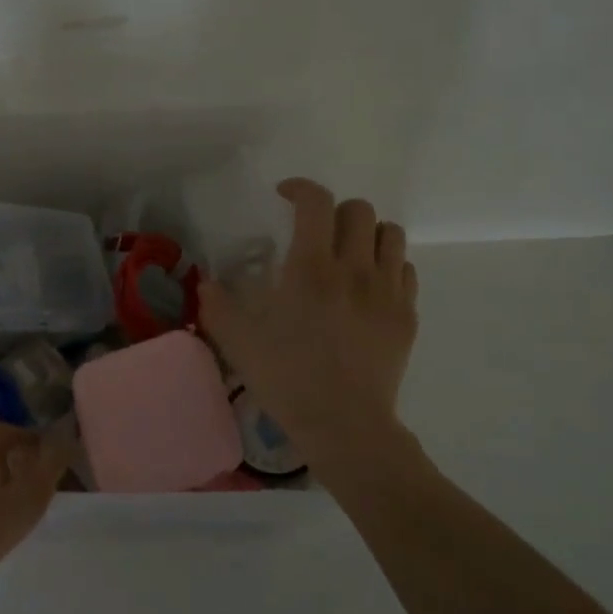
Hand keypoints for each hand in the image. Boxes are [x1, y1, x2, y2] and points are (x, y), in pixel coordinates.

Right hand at [200, 178, 418, 452]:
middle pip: (358, 210)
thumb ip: (217, 306)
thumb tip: (205, 282)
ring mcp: (387, 291)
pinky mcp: (406, 315)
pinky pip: (405, 269)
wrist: (344, 426)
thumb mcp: (238, 343)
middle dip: (334, 211)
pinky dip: (387, 265)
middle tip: (316, 232)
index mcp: (311, 269)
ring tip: (349, 253)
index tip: (285, 195)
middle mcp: (355, 269)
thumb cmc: (287, 380)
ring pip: (390, 233)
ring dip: (366, 233)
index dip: (300, 188)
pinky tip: (369, 286)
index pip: (316, 202)